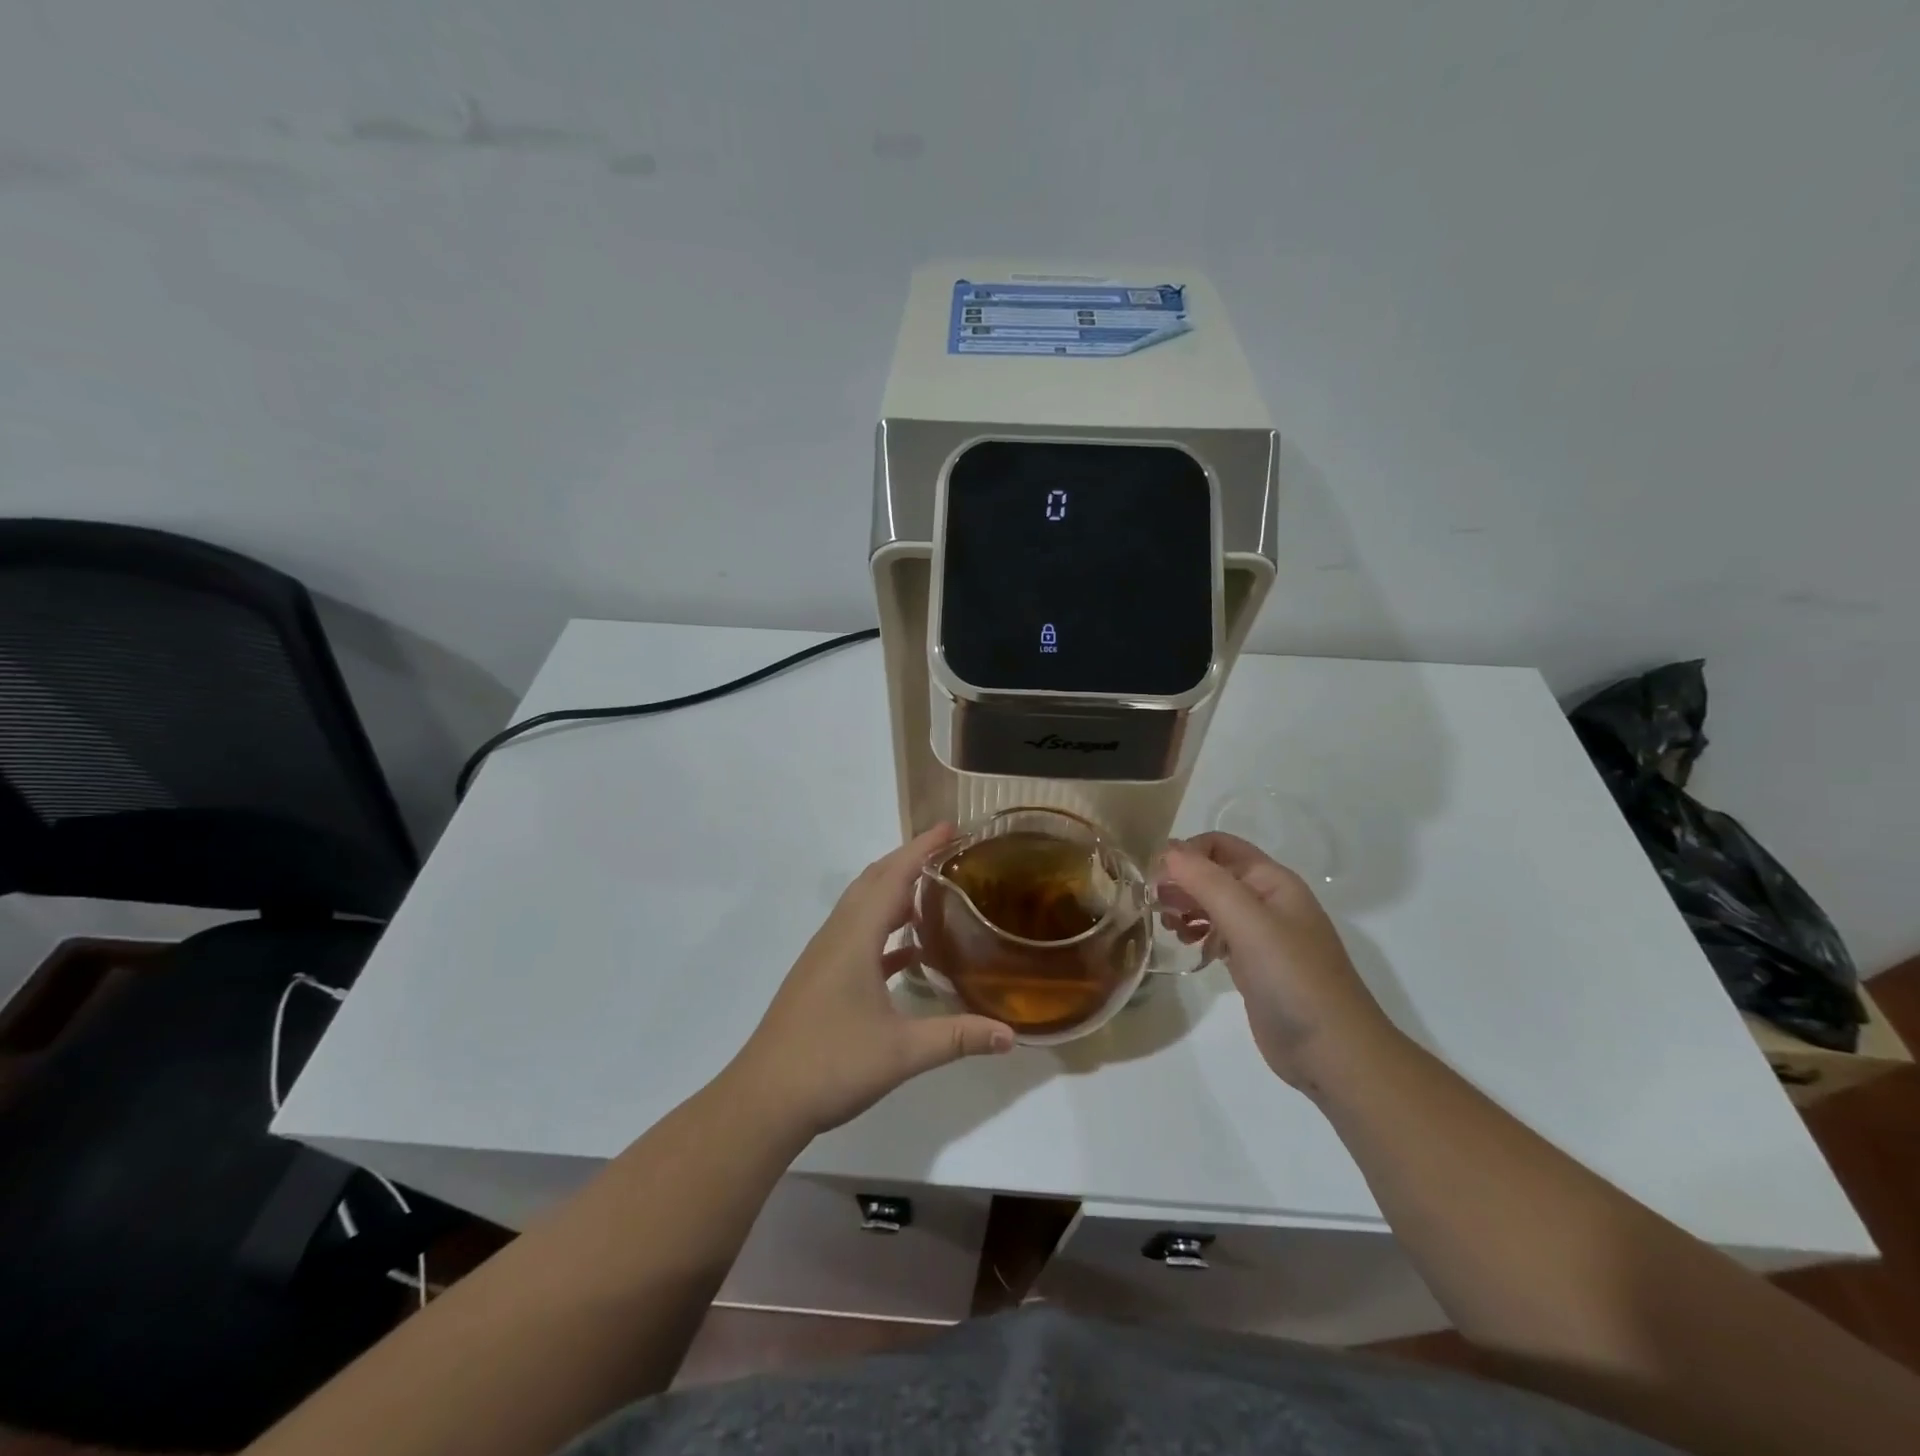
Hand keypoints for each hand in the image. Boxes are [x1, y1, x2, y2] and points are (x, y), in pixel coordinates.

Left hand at [724, 825, 1014, 1137]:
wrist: (764, 1100)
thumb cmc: (831, 1064)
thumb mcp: (902, 1052)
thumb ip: (958, 1037)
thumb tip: (1011, 1036)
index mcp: (854, 937)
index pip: (892, 876)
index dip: (921, 848)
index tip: (950, 827)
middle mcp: (837, 936)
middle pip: (874, 881)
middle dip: (909, 860)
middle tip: (949, 853)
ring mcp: (825, 957)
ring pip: (863, 907)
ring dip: (895, 892)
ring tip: (935, 892)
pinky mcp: (821, 978)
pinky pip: (857, 936)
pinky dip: (885, 930)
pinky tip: (910, 952)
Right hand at [1156, 832, 1397, 1093]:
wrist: (1333, 1053)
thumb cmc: (1293, 978)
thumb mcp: (1248, 923)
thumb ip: (1206, 882)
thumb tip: (1166, 850)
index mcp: (1272, 880)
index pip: (1218, 845)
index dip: (1184, 854)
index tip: (1154, 880)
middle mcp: (1267, 900)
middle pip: (1213, 873)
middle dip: (1180, 881)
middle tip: (1154, 905)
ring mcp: (1261, 934)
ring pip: (1212, 903)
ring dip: (1185, 906)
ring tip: (1168, 926)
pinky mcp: (1253, 964)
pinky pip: (1218, 933)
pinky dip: (1197, 933)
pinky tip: (1187, 947)